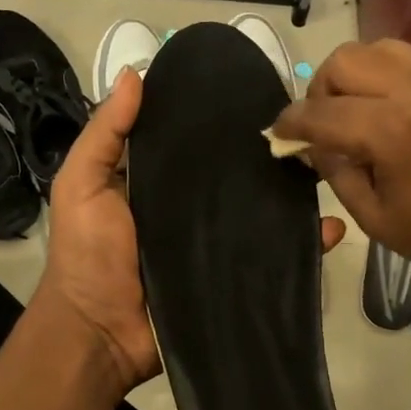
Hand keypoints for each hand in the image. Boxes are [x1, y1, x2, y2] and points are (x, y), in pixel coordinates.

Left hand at [40, 66, 347, 398]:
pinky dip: (303, 245)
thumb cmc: (87, 254)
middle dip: (265, 155)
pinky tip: (329, 228)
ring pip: (260, 212)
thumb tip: (135, 73)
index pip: (194, 142)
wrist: (100, 336)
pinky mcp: (234, 277)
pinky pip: (273, 257)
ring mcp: (216, 243)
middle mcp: (190, 207)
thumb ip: (105, 133)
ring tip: (326, 171)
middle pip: (233, 176)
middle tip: (306, 128)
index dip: (218, 119)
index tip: (255, 90)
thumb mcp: (81, 183)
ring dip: (292, 196)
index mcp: (157, 180)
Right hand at [271, 40, 410, 305]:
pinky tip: (389, 112)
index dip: (289, 124)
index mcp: (392, 131)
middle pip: (344, 61)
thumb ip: (338, 174)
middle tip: (321, 127)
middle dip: (320, 90)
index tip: (276, 136)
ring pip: (379, 49)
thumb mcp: (381, 222)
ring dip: (353, 75)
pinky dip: (386, 75)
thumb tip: (311, 146)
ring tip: (354, 113)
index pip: (319, 112)